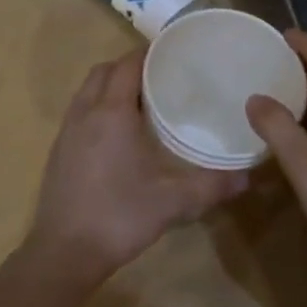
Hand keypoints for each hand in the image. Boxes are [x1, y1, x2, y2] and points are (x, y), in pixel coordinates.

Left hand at [28, 49, 247, 285]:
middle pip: (104, 71)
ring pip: (88, 90)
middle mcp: (85, 112)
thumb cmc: (119, 216)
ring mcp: (66, 132)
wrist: (64, 253)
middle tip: (162, 78)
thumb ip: (212, 186)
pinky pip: (80, 111)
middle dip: (130, 67)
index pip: (128, 64)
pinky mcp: (58, 151)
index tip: (176, 54)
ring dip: (111, 86)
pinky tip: (119, 135)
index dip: (150, 54)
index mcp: (111, 112)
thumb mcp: (173, 201)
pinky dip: (98, 107)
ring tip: (143, 103)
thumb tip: (248, 177)